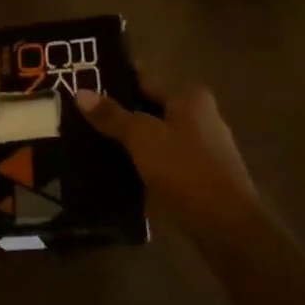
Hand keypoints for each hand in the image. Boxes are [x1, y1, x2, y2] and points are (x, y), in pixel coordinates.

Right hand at [76, 81, 262, 236]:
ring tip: (90, 144)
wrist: (225, 224)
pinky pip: (163, 161)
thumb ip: (112, 115)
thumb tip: (80, 92)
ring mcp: (202, 148)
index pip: (145, 80)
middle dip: (119, 114)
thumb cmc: (185, 168)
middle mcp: (201, 116)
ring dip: (130, 142)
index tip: (83, 86)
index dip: (114, 82)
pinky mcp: (199, 177)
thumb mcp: (142, 137)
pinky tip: (116, 171)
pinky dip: (142, 163)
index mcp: (191, 97)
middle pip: (150, 109)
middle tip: (79, 118)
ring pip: (156, 138)